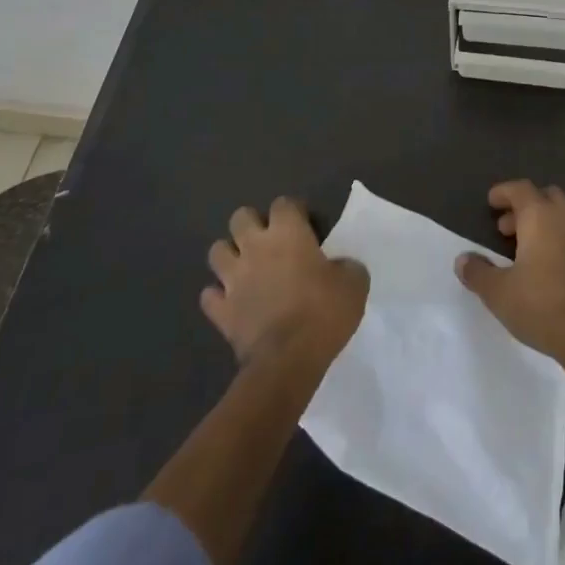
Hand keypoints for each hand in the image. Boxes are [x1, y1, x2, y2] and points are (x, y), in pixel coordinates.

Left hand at [203, 198, 367, 365]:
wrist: (288, 360)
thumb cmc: (324, 313)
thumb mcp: (354, 284)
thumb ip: (346, 266)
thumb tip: (341, 266)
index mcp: (288, 233)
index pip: (284, 203)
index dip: (294, 210)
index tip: (305, 224)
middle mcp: (255, 248)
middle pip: (240, 217)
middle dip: (251, 224)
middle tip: (269, 241)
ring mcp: (233, 279)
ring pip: (216, 251)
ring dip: (230, 256)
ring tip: (245, 267)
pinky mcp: (221, 311)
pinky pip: (210, 296)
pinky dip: (219, 296)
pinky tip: (232, 302)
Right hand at [455, 180, 564, 363]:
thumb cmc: (542, 307)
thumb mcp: (498, 293)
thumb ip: (477, 272)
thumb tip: (462, 260)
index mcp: (541, 216)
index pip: (520, 189)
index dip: (503, 192)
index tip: (491, 202)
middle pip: (545, 196)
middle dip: (524, 207)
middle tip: (506, 229)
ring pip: (563, 214)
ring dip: (544, 221)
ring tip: (527, 248)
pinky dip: (560, 237)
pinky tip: (550, 265)